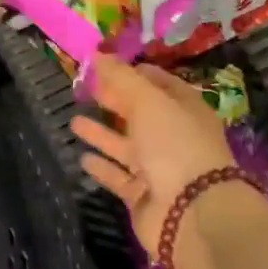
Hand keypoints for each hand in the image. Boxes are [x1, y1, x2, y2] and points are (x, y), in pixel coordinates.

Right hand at [70, 56, 238, 254]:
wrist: (192, 214)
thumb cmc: (174, 145)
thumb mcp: (148, 101)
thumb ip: (121, 78)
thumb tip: (98, 54)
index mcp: (185, 110)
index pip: (158, 83)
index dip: (132, 72)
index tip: (103, 65)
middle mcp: (174, 137)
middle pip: (139, 114)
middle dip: (114, 101)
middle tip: (84, 89)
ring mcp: (159, 169)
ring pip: (125, 146)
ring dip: (101, 133)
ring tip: (74, 121)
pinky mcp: (143, 196)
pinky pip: (119, 177)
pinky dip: (102, 167)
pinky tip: (83, 157)